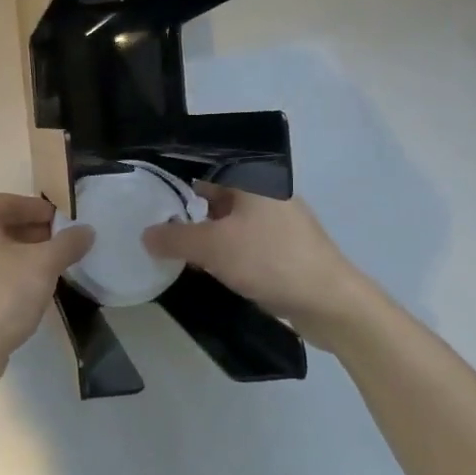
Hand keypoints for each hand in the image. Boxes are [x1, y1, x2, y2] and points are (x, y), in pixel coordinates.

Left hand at [0, 194, 93, 394]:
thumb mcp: (43, 265)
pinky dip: (4, 271)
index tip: (64, 221)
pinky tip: (26, 287)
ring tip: (48, 265)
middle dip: (31, 232)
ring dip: (19, 253)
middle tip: (60, 243)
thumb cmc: (3, 293)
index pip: (10, 202)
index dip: (40, 210)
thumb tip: (87, 231)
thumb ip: (67, 244)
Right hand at [143, 182, 371, 327]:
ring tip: (172, 252)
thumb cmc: (270, 260)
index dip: (175, 184)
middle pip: (214, 198)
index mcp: (252, 180)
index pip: (204, 171)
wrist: (330, 302)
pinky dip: (223, 253)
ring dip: (204, 238)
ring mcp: (277, 223)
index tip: (147, 201)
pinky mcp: (283, 250)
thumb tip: (145, 234)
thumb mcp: (213, 247)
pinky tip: (204, 270)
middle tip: (153, 230)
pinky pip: (242, 243)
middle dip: (186, 215)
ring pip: (228, 223)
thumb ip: (174, 238)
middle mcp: (266, 194)